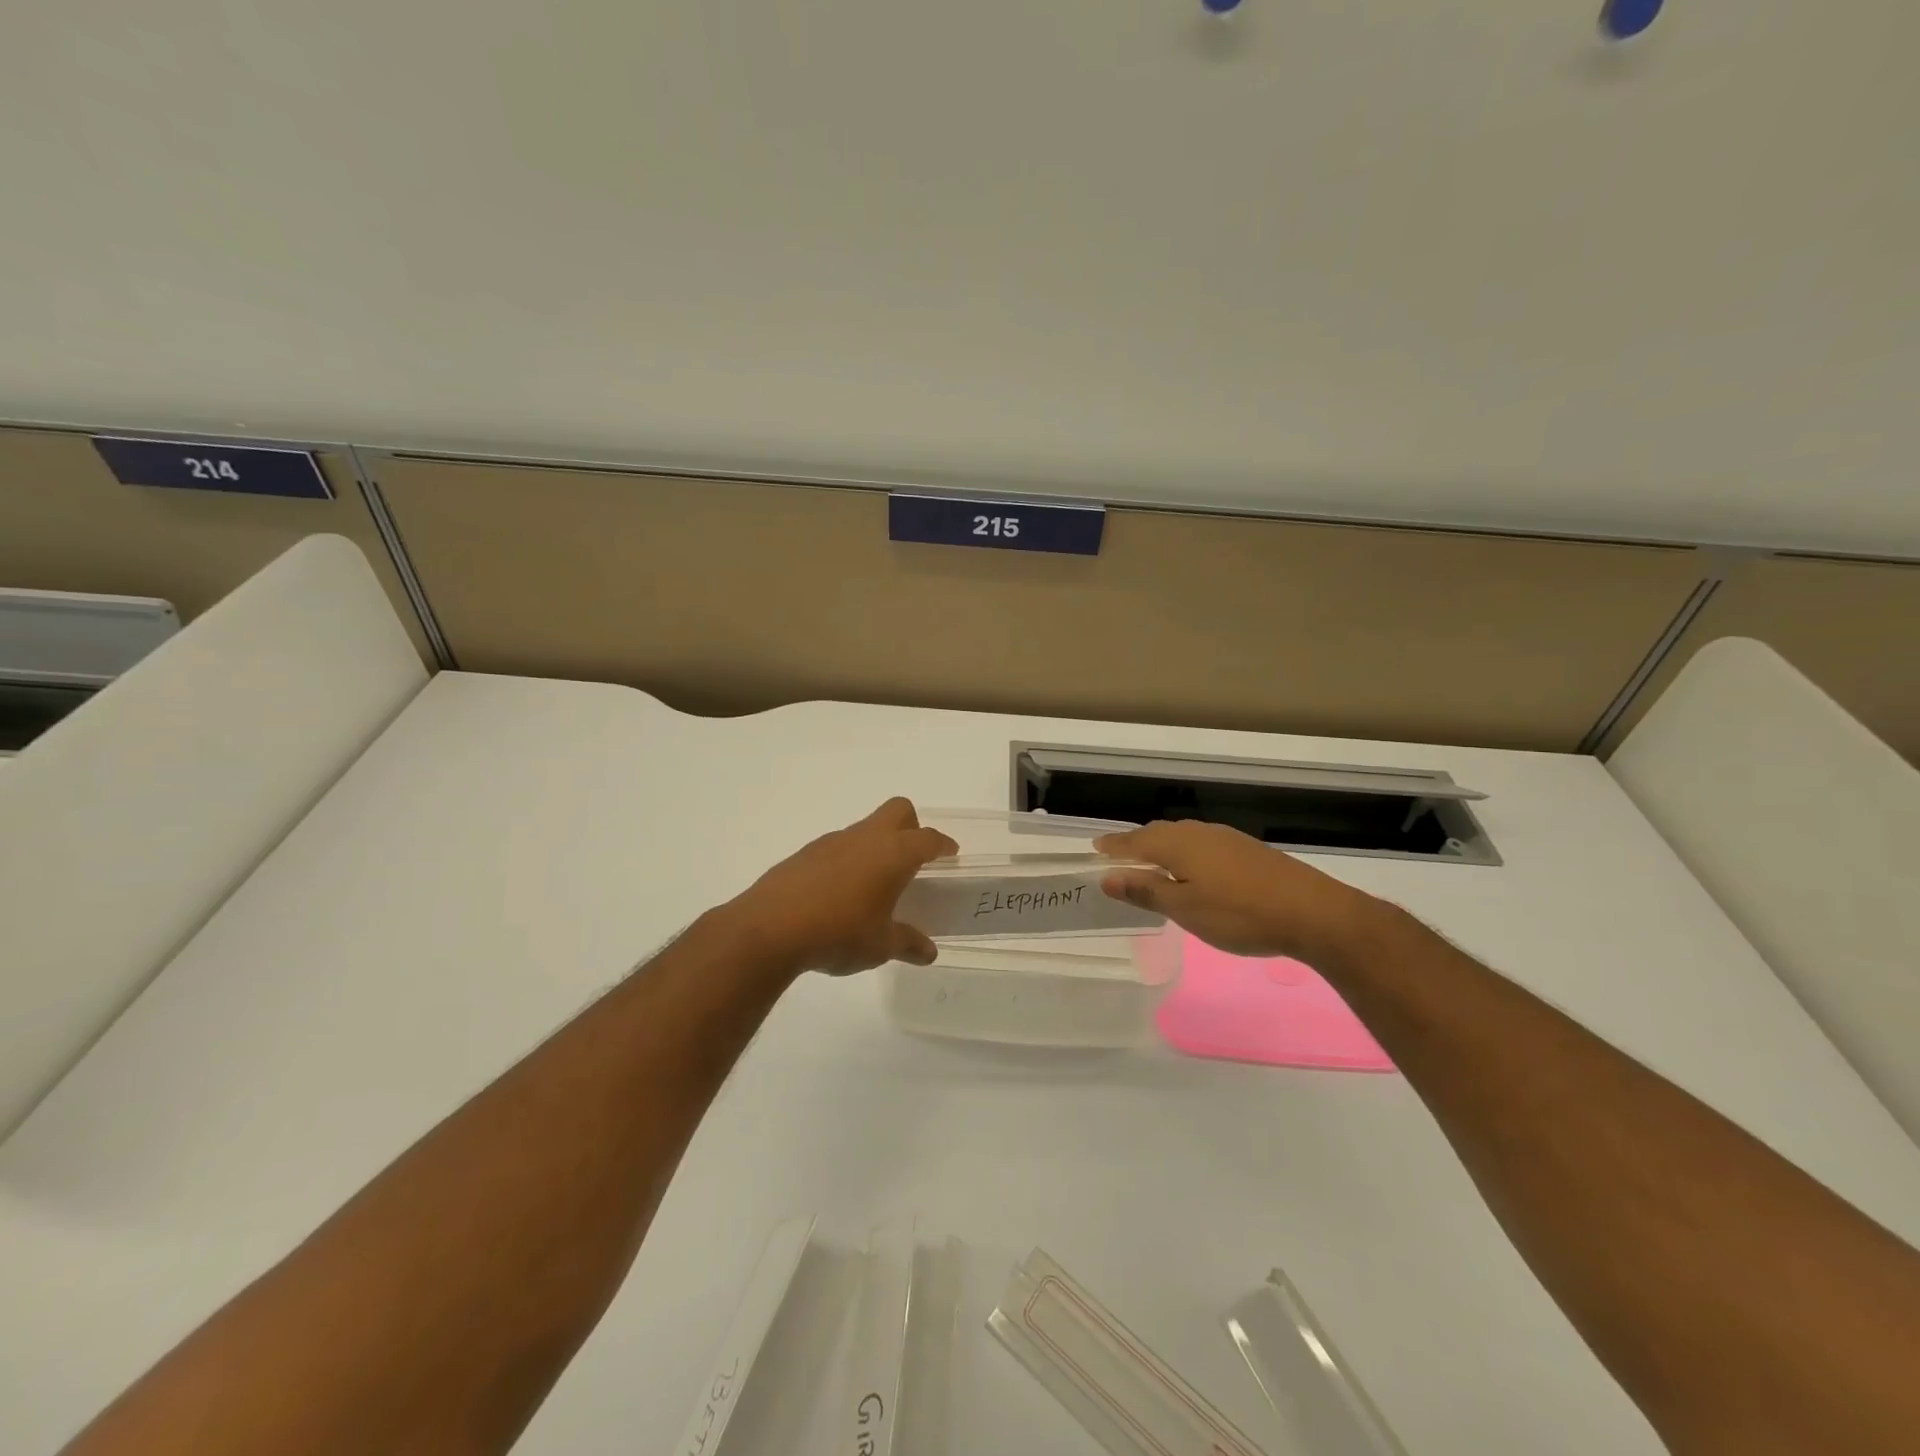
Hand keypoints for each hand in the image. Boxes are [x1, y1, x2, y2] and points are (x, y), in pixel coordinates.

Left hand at [726, 798, 957, 977]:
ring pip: (865, 829)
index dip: (942, 844)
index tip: (950, 852)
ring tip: (875, 884)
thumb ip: (907, 943)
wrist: (769, 928)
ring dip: (876, 846)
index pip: (927, 838)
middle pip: (898, 811)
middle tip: (914, 859)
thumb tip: (928, 952)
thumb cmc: (838, 933)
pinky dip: (848, 861)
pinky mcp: (805, 854)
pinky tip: (839, 894)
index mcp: (893, 854)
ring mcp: (832, 842)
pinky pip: (838, 847)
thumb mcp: (879, 945)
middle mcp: (865, 838)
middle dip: (912, 827)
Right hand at [1096, 820, 1377, 962]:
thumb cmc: (1239, 914)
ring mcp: (1227, 839)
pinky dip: (1187, 853)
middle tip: (1120, 856)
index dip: (1115, 846)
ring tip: (1153, 862)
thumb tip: (1108, 877)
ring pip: (1184, 837)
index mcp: (1179, 844)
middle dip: (1137, 843)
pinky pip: (1204, 844)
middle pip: (1160, 833)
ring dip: (1163, 847)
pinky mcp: (1248, 851)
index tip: (1096, 848)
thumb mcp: (1185, 909)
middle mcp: (1200, 833)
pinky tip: (1195, 870)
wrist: (1313, 912)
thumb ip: (1146, 891)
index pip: (1136, 840)